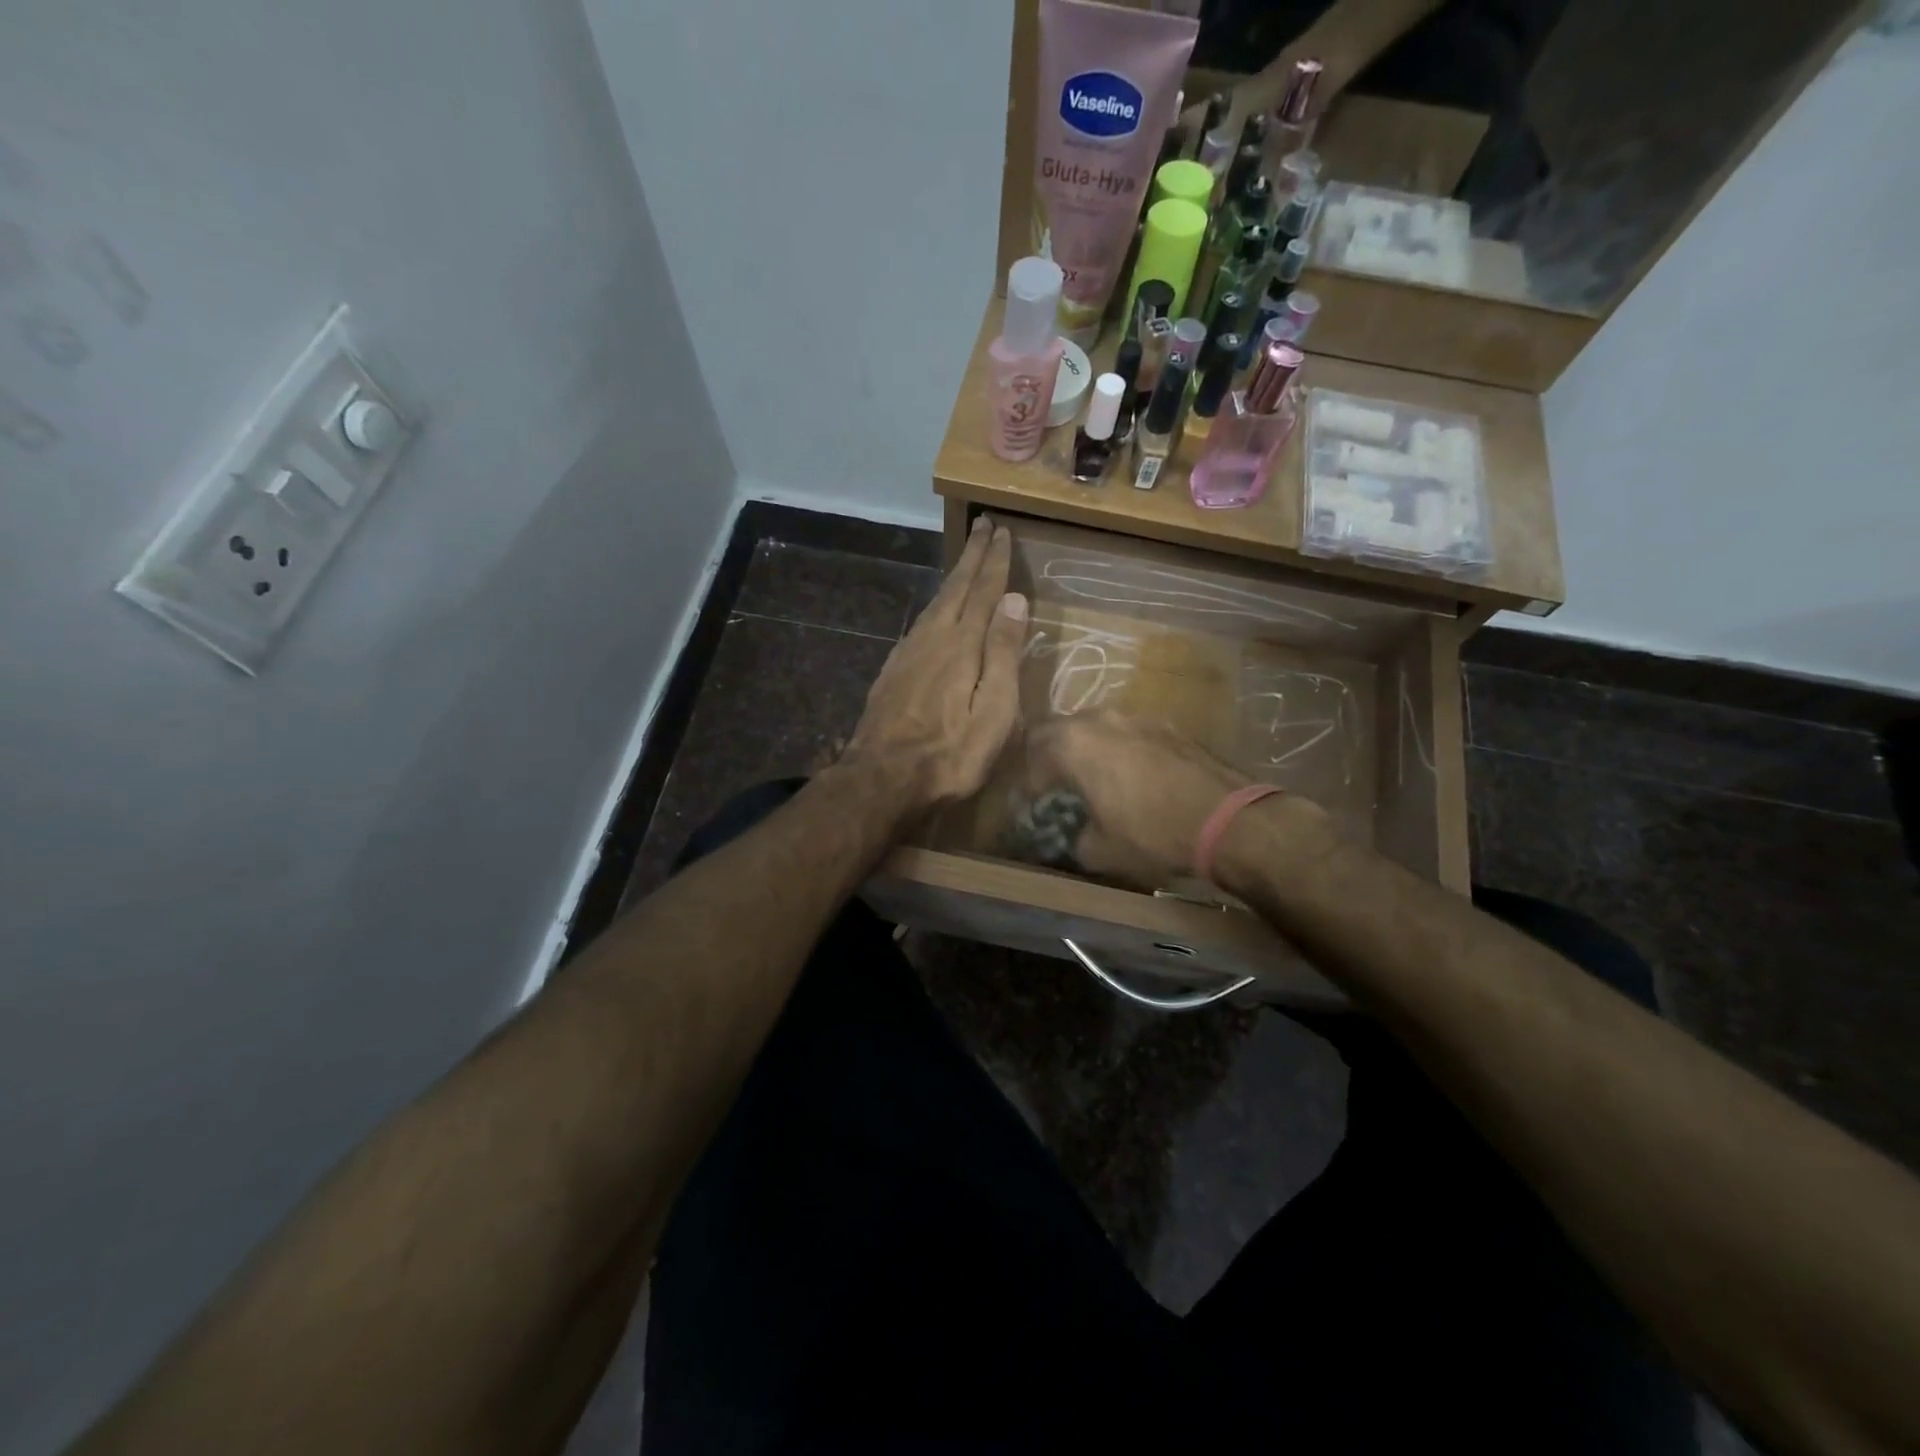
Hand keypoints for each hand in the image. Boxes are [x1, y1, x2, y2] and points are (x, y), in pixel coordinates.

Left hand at [844, 516, 1027, 813]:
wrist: (881, 779)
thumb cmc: (950, 754)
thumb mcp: (994, 711)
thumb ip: (1004, 654)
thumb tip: (1014, 599)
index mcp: (962, 645)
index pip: (984, 592)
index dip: (995, 562)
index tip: (1003, 531)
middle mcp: (932, 638)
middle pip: (955, 587)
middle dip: (972, 556)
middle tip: (983, 525)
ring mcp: (908, 653)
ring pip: (935, 603)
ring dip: (954, 577)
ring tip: (965, 561)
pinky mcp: (893, 671)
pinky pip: (921, 622)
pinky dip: (936, 605)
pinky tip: (937, 612)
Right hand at [1025, 712, 1252, 885]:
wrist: (1229, 819)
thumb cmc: (1153, 834)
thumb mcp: (1100, 850)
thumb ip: (1072, 839)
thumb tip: (1069, 837)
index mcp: (1072, 744)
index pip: (1030, 758)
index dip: (1024, 786)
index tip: (1027, 809)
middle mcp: (1098, 719)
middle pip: (1056, 732)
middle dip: (1047, 759)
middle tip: (1050, 788)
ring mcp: (1135, 716)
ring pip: (1093, 726)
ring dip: (1083, 749)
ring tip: (1089, 779)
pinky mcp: (1165, 724)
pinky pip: (1126, 732)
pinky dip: (1116, 749)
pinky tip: (1129, 775)